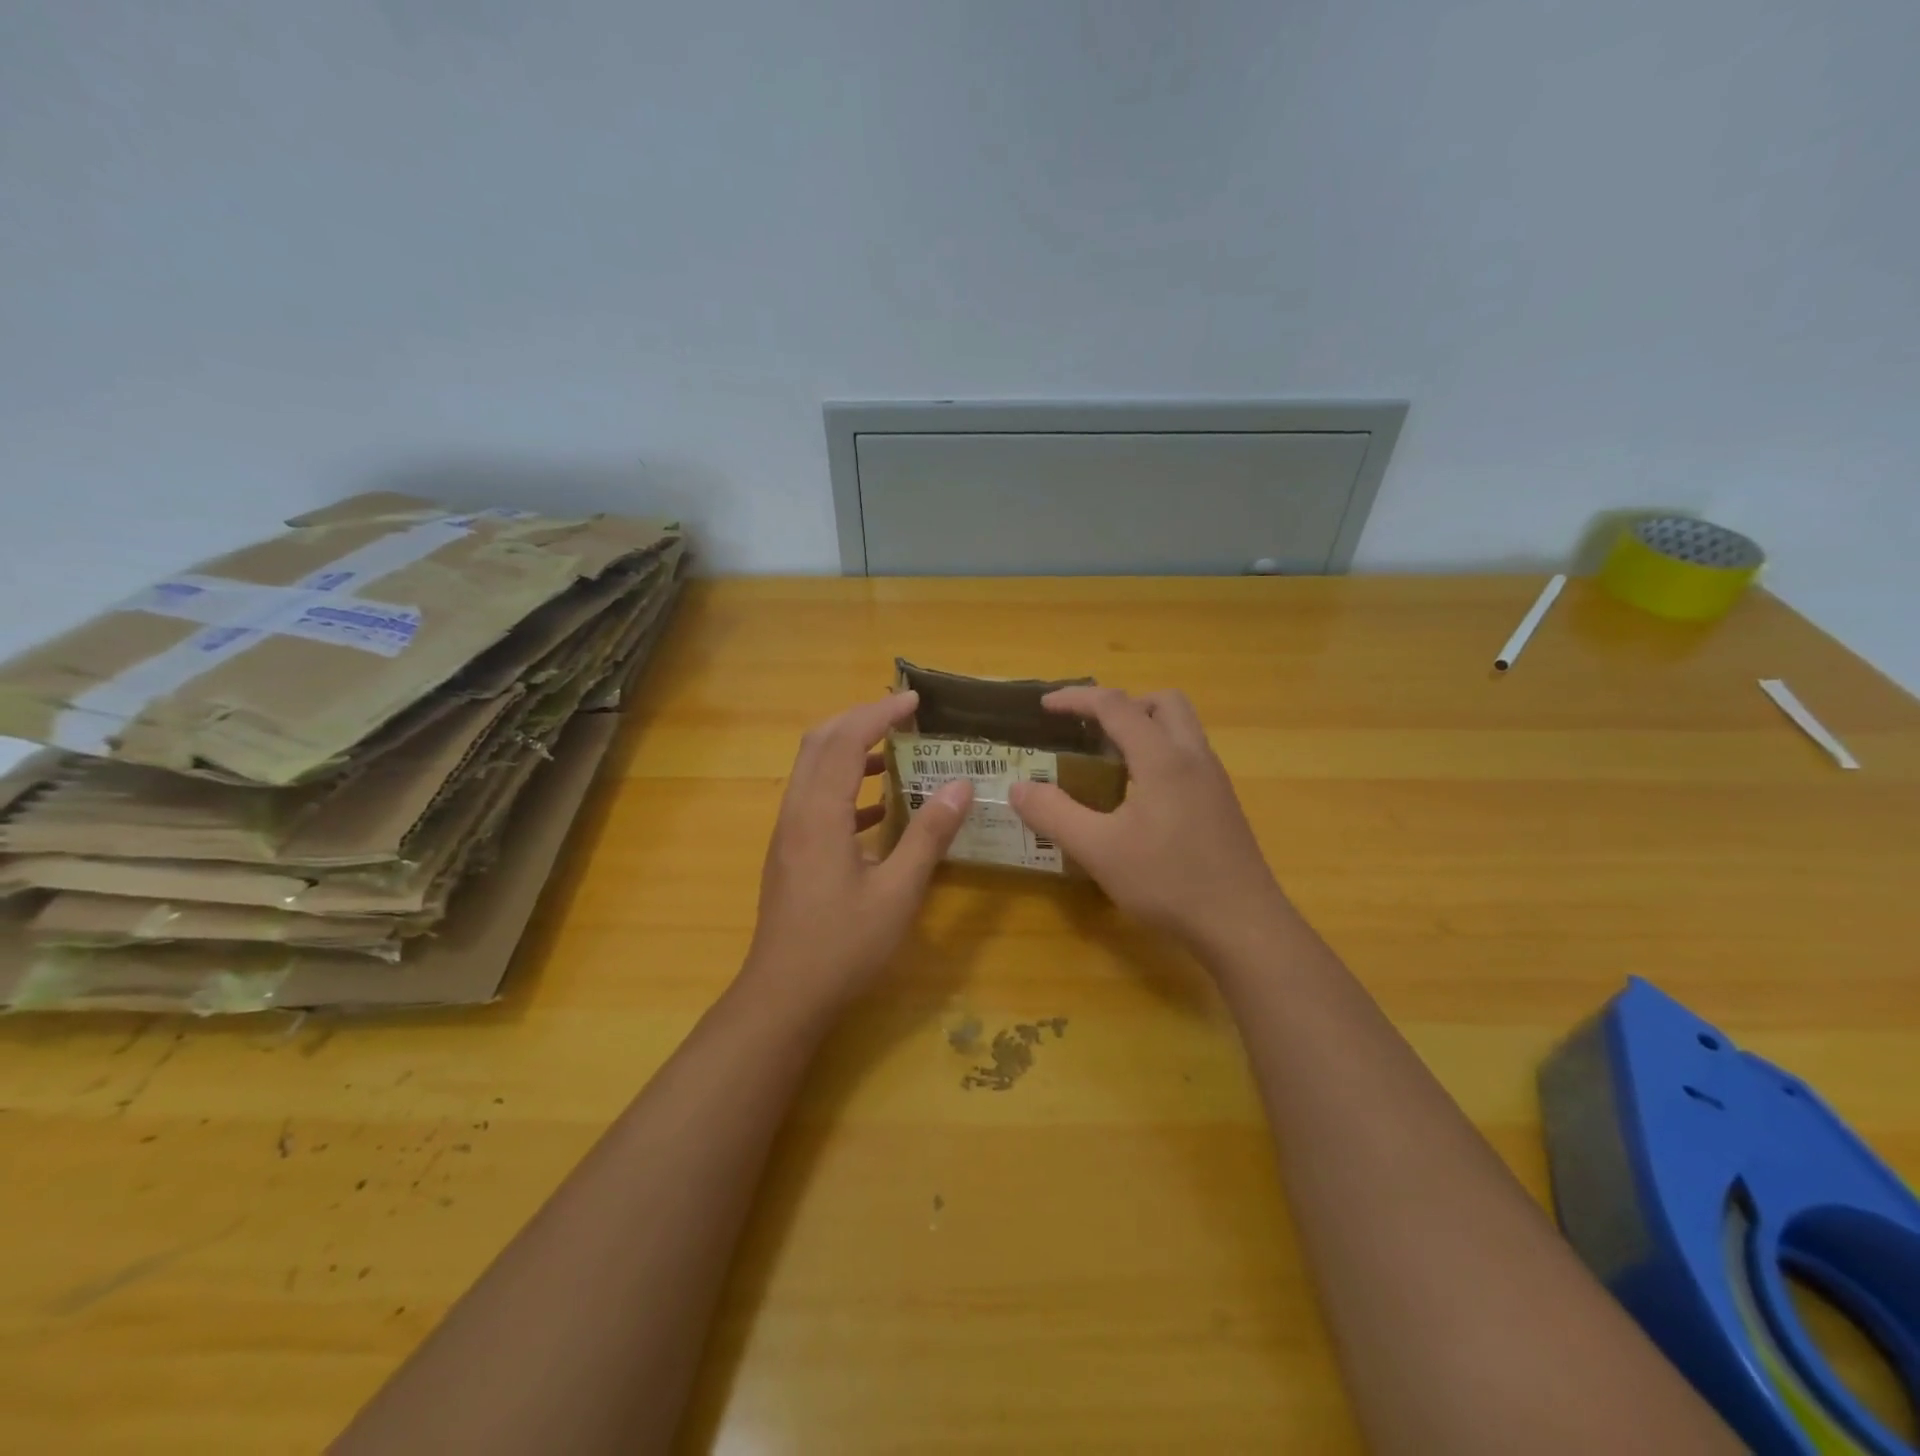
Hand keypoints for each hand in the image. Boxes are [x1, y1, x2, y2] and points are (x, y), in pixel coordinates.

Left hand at [740, 692, 972, 1016]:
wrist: (784, 996)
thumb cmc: (843, 946)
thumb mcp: (898, 892)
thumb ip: (928, 835)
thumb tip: (960, 786)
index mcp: (819, 814)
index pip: (845, 741)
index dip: (879, 715)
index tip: (914, 701)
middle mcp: (796, 812)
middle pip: (819, 743)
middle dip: (859, 720)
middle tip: (902, 718)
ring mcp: (788, 832)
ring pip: (813, 769)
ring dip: (850, 750)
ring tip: (897, 753)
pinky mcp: (790, 851)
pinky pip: (815, 798)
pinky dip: (845, 786)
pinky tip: (879, 808)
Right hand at [1009, 687, 1289, 960]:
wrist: (1243, 925)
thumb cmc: (1169, 882)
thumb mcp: (1099, 850)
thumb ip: (1054, 814)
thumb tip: (1018, 788)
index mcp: (1163, 758)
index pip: (1116, 706)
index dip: (1076, 699)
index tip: (1045, 706)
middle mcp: (1193, 757)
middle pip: (1162, 703)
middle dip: (1122, 705)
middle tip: (1090, 732)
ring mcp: (1214, 780)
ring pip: (1181, 729)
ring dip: (1144, 729)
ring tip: (1109, 763)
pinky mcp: (1222, 804)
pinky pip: (1188, 757)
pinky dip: (1159, 755)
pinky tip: (1138, 799)